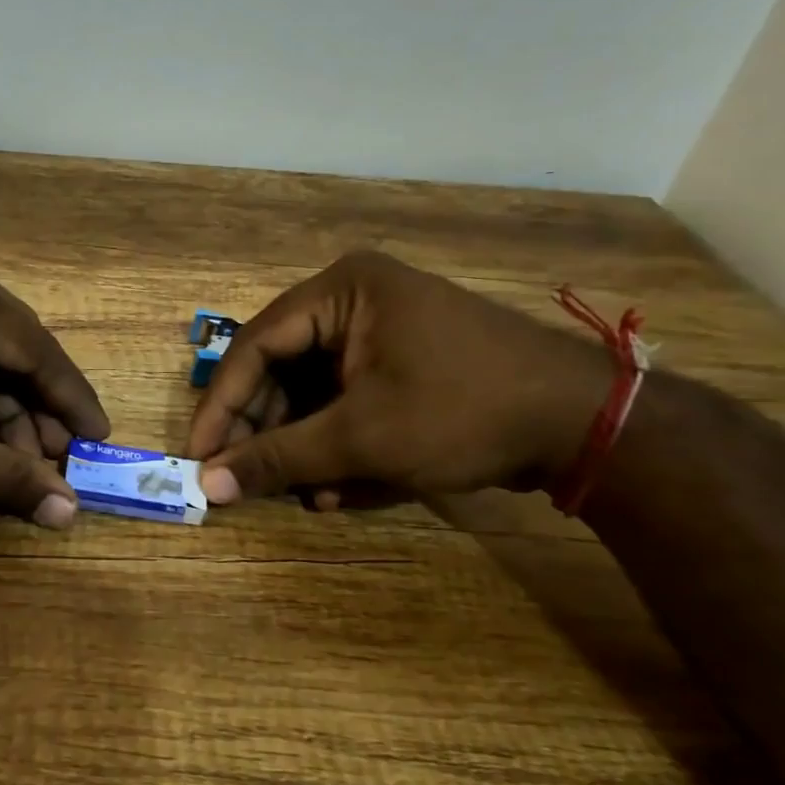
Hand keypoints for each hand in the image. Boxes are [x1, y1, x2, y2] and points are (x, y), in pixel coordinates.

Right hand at [186, 252, 608, 506]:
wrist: (586, 425)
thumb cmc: (462, 412)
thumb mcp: (361, 438)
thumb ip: (278, 458)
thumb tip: (206, 485)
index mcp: (341, 291)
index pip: (255, 345)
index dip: (221, 404)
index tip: (197, 454)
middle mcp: (356, 300)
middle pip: (283, 368)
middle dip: (269, 430)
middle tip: (244, 479)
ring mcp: (383, 330)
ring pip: (316, 390)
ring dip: (305, 445)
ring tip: (301, 493)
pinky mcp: (405, 361)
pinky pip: (350, 398)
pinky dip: (341, 441)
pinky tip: (340, 486)